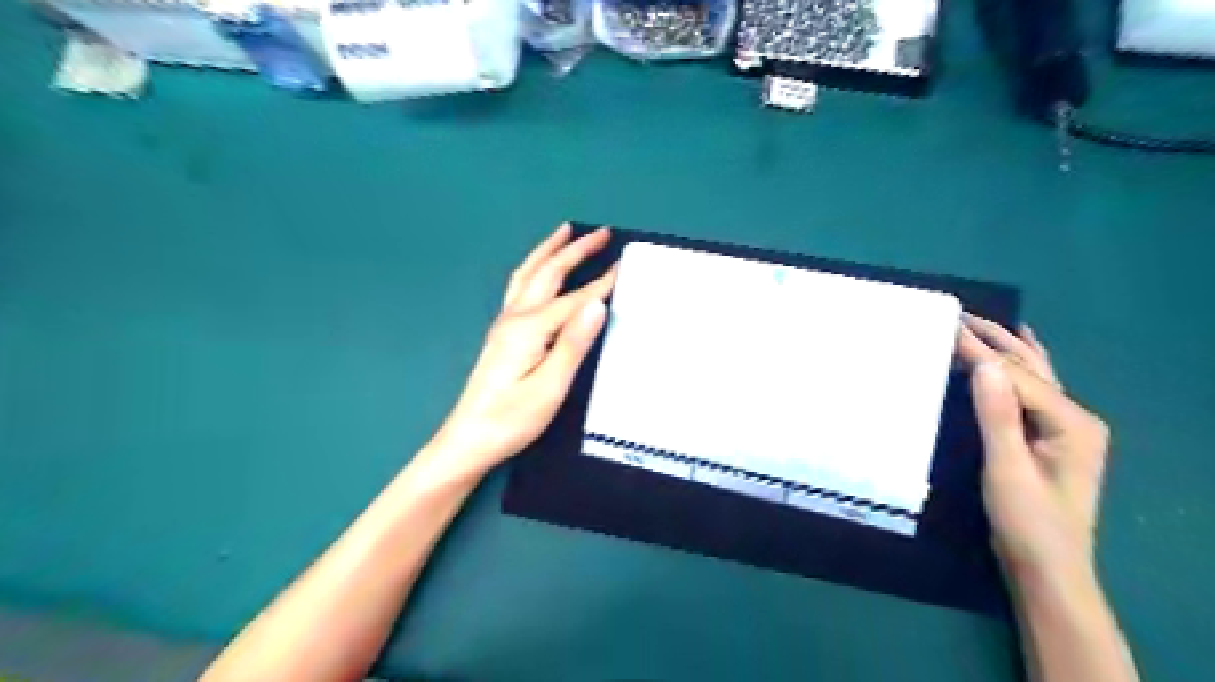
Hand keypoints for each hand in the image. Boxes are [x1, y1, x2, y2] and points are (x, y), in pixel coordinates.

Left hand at [427, 223, 617, 478]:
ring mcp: (505, 324)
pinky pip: (520, 286)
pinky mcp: (502, 334)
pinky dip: (535, 268)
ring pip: (528, 274)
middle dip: (575, 249)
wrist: (469, 439)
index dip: (602, 282)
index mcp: (529, 328)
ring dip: (549, 250)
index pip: (574, 299)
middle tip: (601, 232)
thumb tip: (597, 304)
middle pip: (547, 273)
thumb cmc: (512, 419)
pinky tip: (538, 270)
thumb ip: (573, 343)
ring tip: (565, 232)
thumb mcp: (550, 386)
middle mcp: (515, 317)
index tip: (625, 263)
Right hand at [958, 314, 1106, 584]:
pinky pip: (1033, 391)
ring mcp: (1067, 429)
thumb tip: (986, 363)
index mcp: (1070, 422)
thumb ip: (998, 415)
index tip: (944, 326)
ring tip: (985, 324)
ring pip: (1034, 376)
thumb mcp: (1007, 468)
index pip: (1016, 376)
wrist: (1048, 570)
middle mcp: (1075, 418)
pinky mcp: (1052, 439)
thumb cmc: (1027, 522)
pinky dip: (1020, 367)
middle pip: (1031, 368)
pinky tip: (1022, 353)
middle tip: (960, 315)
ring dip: (1008, 347)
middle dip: (996, 339)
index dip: (978, 351)